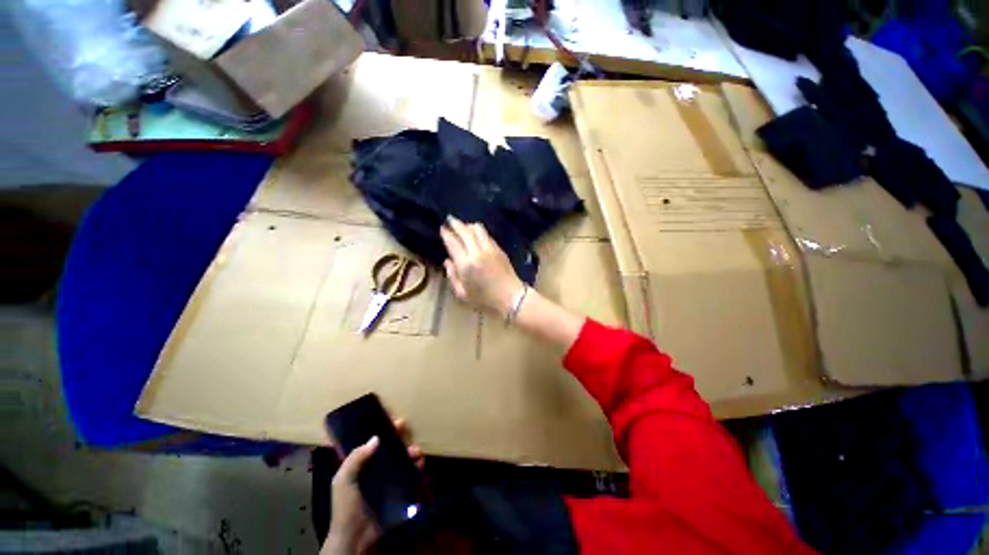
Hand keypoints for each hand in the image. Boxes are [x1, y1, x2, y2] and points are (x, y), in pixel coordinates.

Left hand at [322, 421, 423, 554]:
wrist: (355, 537)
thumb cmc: (346, 507)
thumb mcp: (343, 481)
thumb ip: (355, 459)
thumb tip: (376, 438)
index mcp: (360, 464)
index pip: (373, 442)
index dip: (383, 429)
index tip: (394, 421)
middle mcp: (375, 468)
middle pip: (391, 448)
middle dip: (400, 439)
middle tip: (407, 433)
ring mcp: (387, 480)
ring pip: (402, 459)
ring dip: (411, 452)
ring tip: (416, 453)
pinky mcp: (398, 490)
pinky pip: (410, 475)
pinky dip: (417, 468)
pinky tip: (420, 465)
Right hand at [440, 217, 524, 316]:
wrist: (511, 297)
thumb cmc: (485, 299)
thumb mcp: (462, 293)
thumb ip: (452, 276)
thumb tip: (447, 261)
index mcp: (466, 265)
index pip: (453, 243)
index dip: (446, 233)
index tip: (442, 228)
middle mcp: (477, 253)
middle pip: (465, 231)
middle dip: (456, 223)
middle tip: (450, 219)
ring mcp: (490, 249)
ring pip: (477, 229)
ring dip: (468, 225)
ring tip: (463, 226)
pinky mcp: (499, 249)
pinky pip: (487, 235)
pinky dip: (479, 231)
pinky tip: (475, 234)